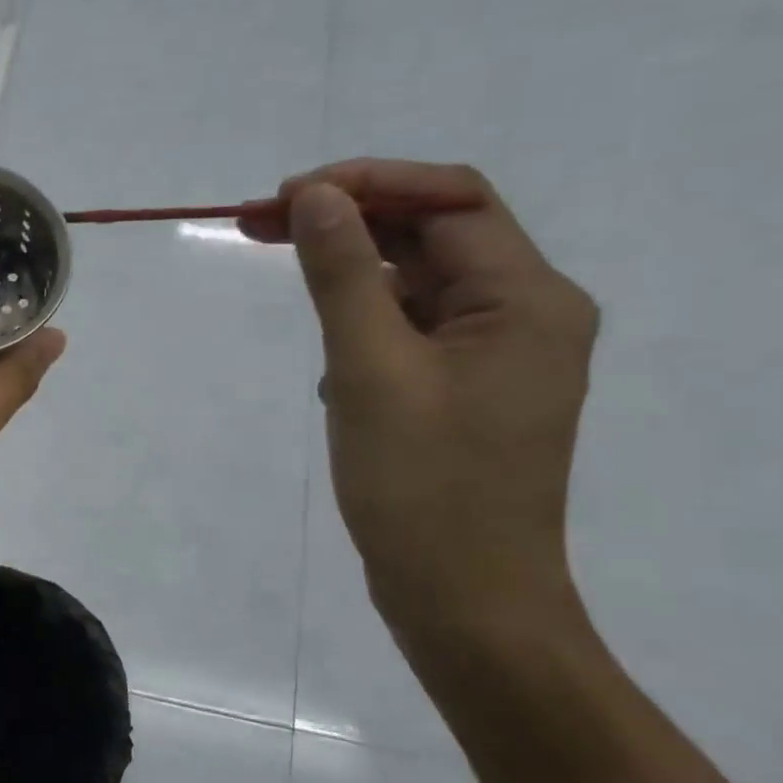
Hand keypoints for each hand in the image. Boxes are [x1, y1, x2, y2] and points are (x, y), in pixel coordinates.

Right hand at [275, 159, 597, 649]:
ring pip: (417, 285)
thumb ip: (344, 276)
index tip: (284, 196)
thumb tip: (316, 197)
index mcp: (526, 299)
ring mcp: (495, 358)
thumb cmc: (421, 486)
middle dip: (348, 222)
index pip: (450, 202)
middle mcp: (524, 315)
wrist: (463, 598)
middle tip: (257, 223)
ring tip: (282, 272)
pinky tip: (328, 358)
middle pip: (433, 237)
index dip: (367, 183)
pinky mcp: (465, 393)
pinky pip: (411, 333)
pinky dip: (364, 325)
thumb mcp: (370, 371)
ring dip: (351, 273)